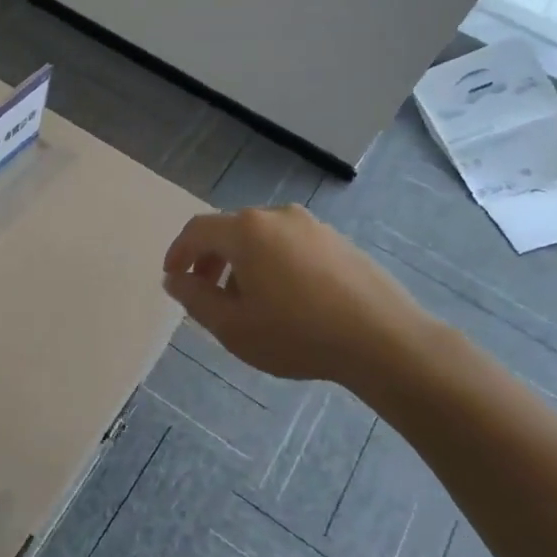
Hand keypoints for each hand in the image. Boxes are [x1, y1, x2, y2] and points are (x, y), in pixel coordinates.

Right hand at [162, 205, 437, 402]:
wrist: (384, 340)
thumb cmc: (297, 334)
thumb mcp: (232, 326)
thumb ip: (194, 298)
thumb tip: (174, 278)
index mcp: (247, 231)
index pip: (198, 231)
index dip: (178, 253)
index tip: (173, 278)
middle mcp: (278, 217)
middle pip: (230, 230)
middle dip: (210, 260)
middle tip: (206, 294)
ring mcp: (313, 226)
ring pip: (261, 238)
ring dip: (242, 263)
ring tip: (246, 301)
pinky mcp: (339, 241)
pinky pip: (290, 245)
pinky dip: (272, 263)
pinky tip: (284, 299)